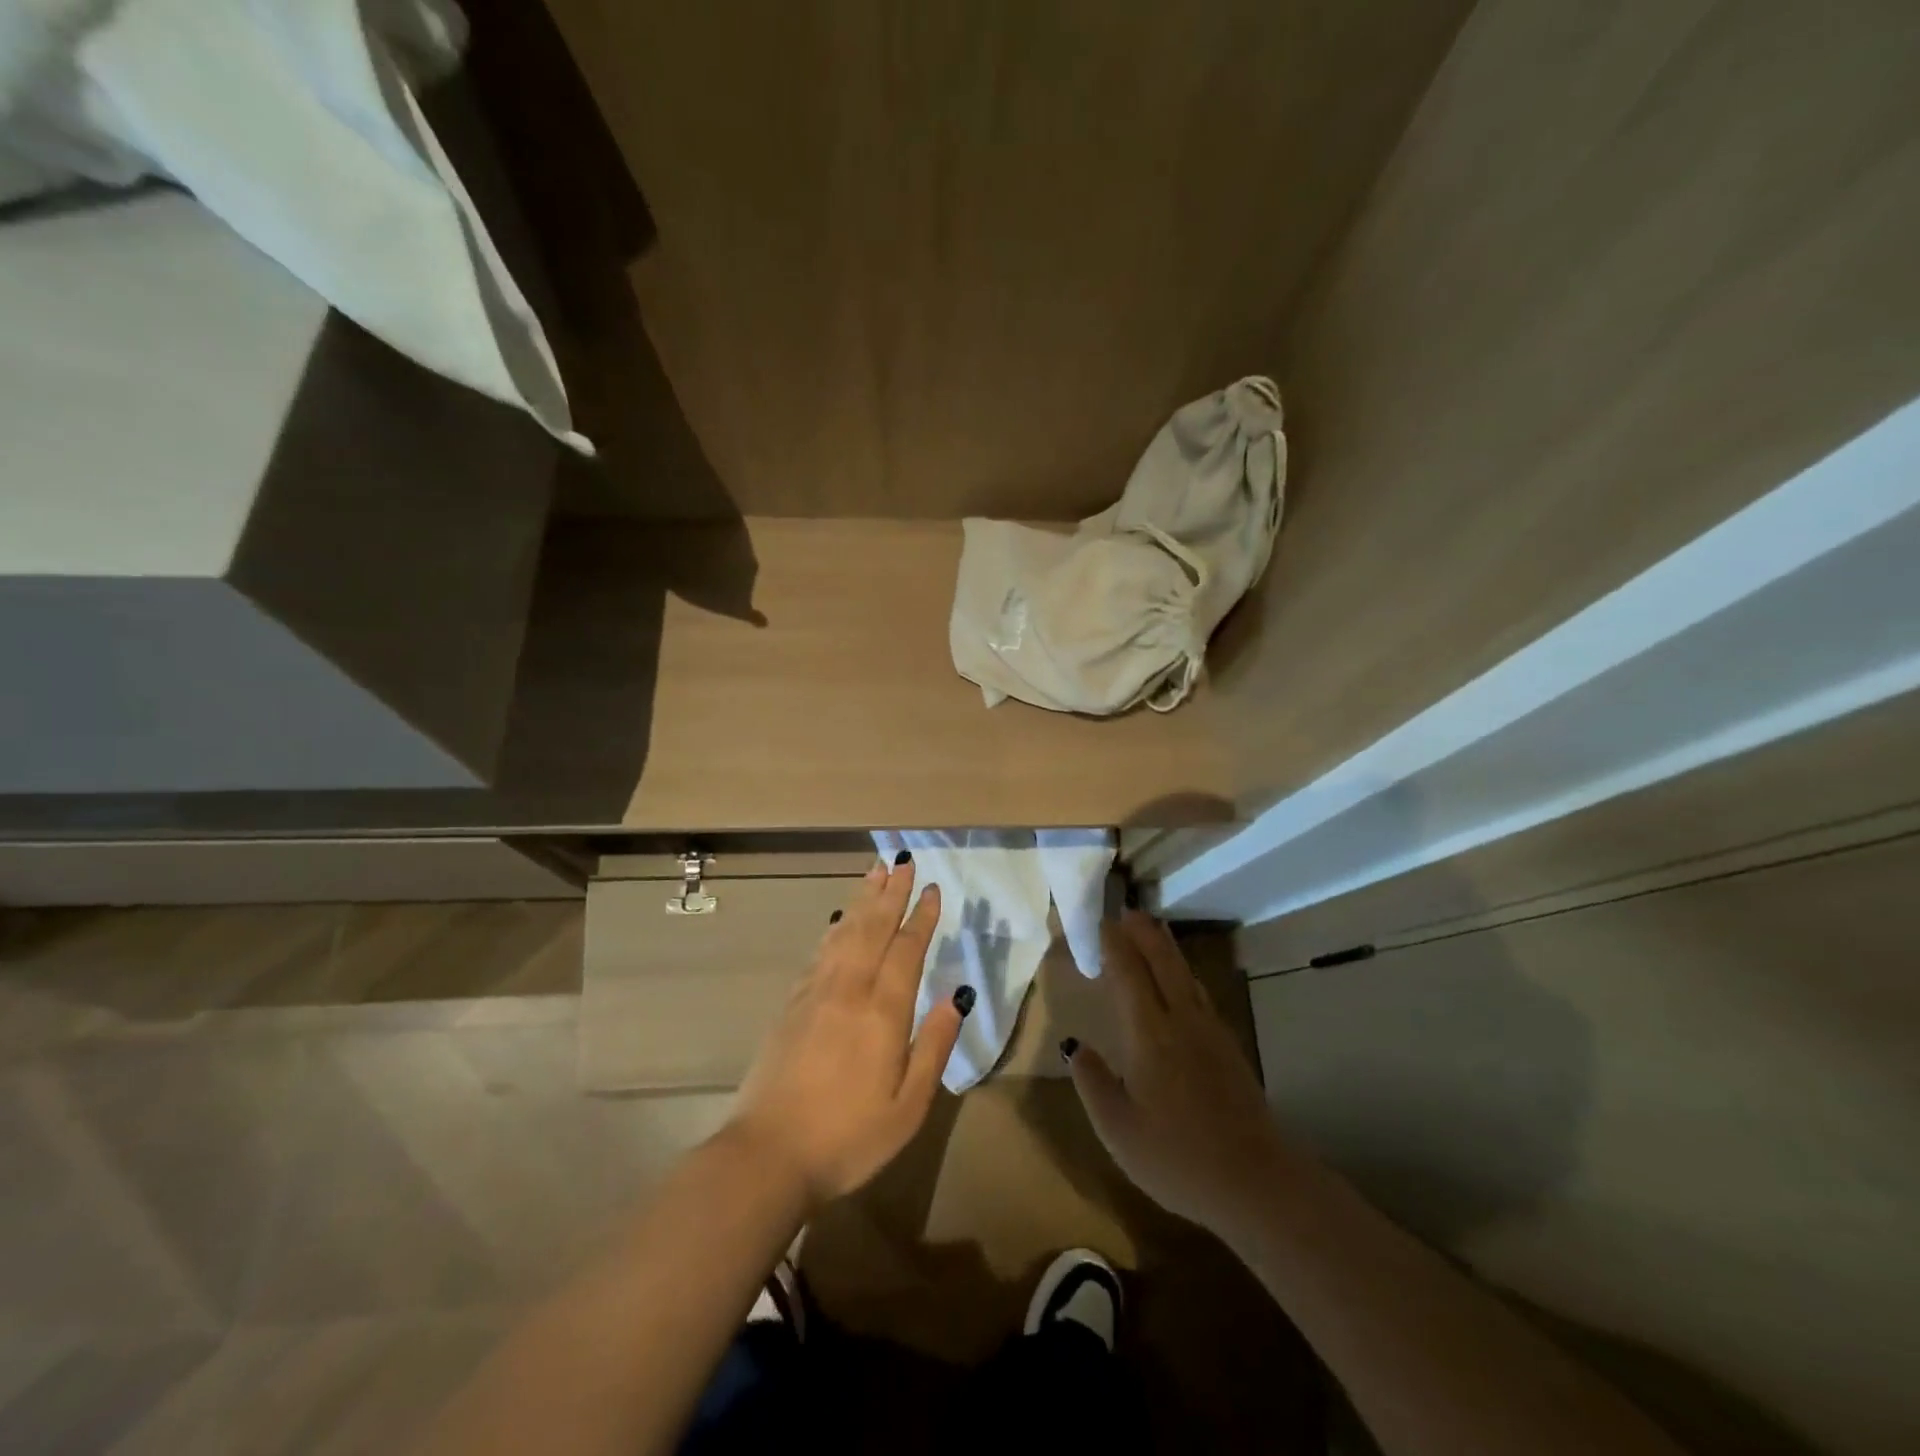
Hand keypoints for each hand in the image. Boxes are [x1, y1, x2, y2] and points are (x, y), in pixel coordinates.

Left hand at [727, 857, 965, 1210]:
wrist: (766, 1155)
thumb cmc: (847, 1138)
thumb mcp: (908, 1106)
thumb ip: (934, 1046)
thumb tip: (957, 996)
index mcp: (883, 1012)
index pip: (907, 950)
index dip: (922, 918)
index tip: (933, 889)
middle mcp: (849, 989)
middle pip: (873, 928)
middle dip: (891, 893)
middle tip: (902, 861)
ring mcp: (815, 993)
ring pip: (843, 931)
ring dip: (862, 900)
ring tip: (874, 873)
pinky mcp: (791, 1004)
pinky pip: (820, 951)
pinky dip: (834, 927)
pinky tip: (838, 918)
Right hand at [1068, 910, 1291, 1239]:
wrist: (1255, 1182)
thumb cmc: (1177, 1157)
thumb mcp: (1118, 1130)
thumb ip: (1092, 1082)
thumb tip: (1073, 1044)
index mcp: (1150, 1035)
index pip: (1129, 974)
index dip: (1115, 945)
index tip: (1102, 922)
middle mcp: (1182, 1021)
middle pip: (1163, 963)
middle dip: (1144, 933)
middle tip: (1128, 911)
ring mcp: (1210, 1033)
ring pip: (1186, 975)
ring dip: (1167, 948)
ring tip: (1153, 932)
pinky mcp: (1229, 1049)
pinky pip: (1200, 993)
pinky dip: (1184, 974)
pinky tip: (1183, 983)